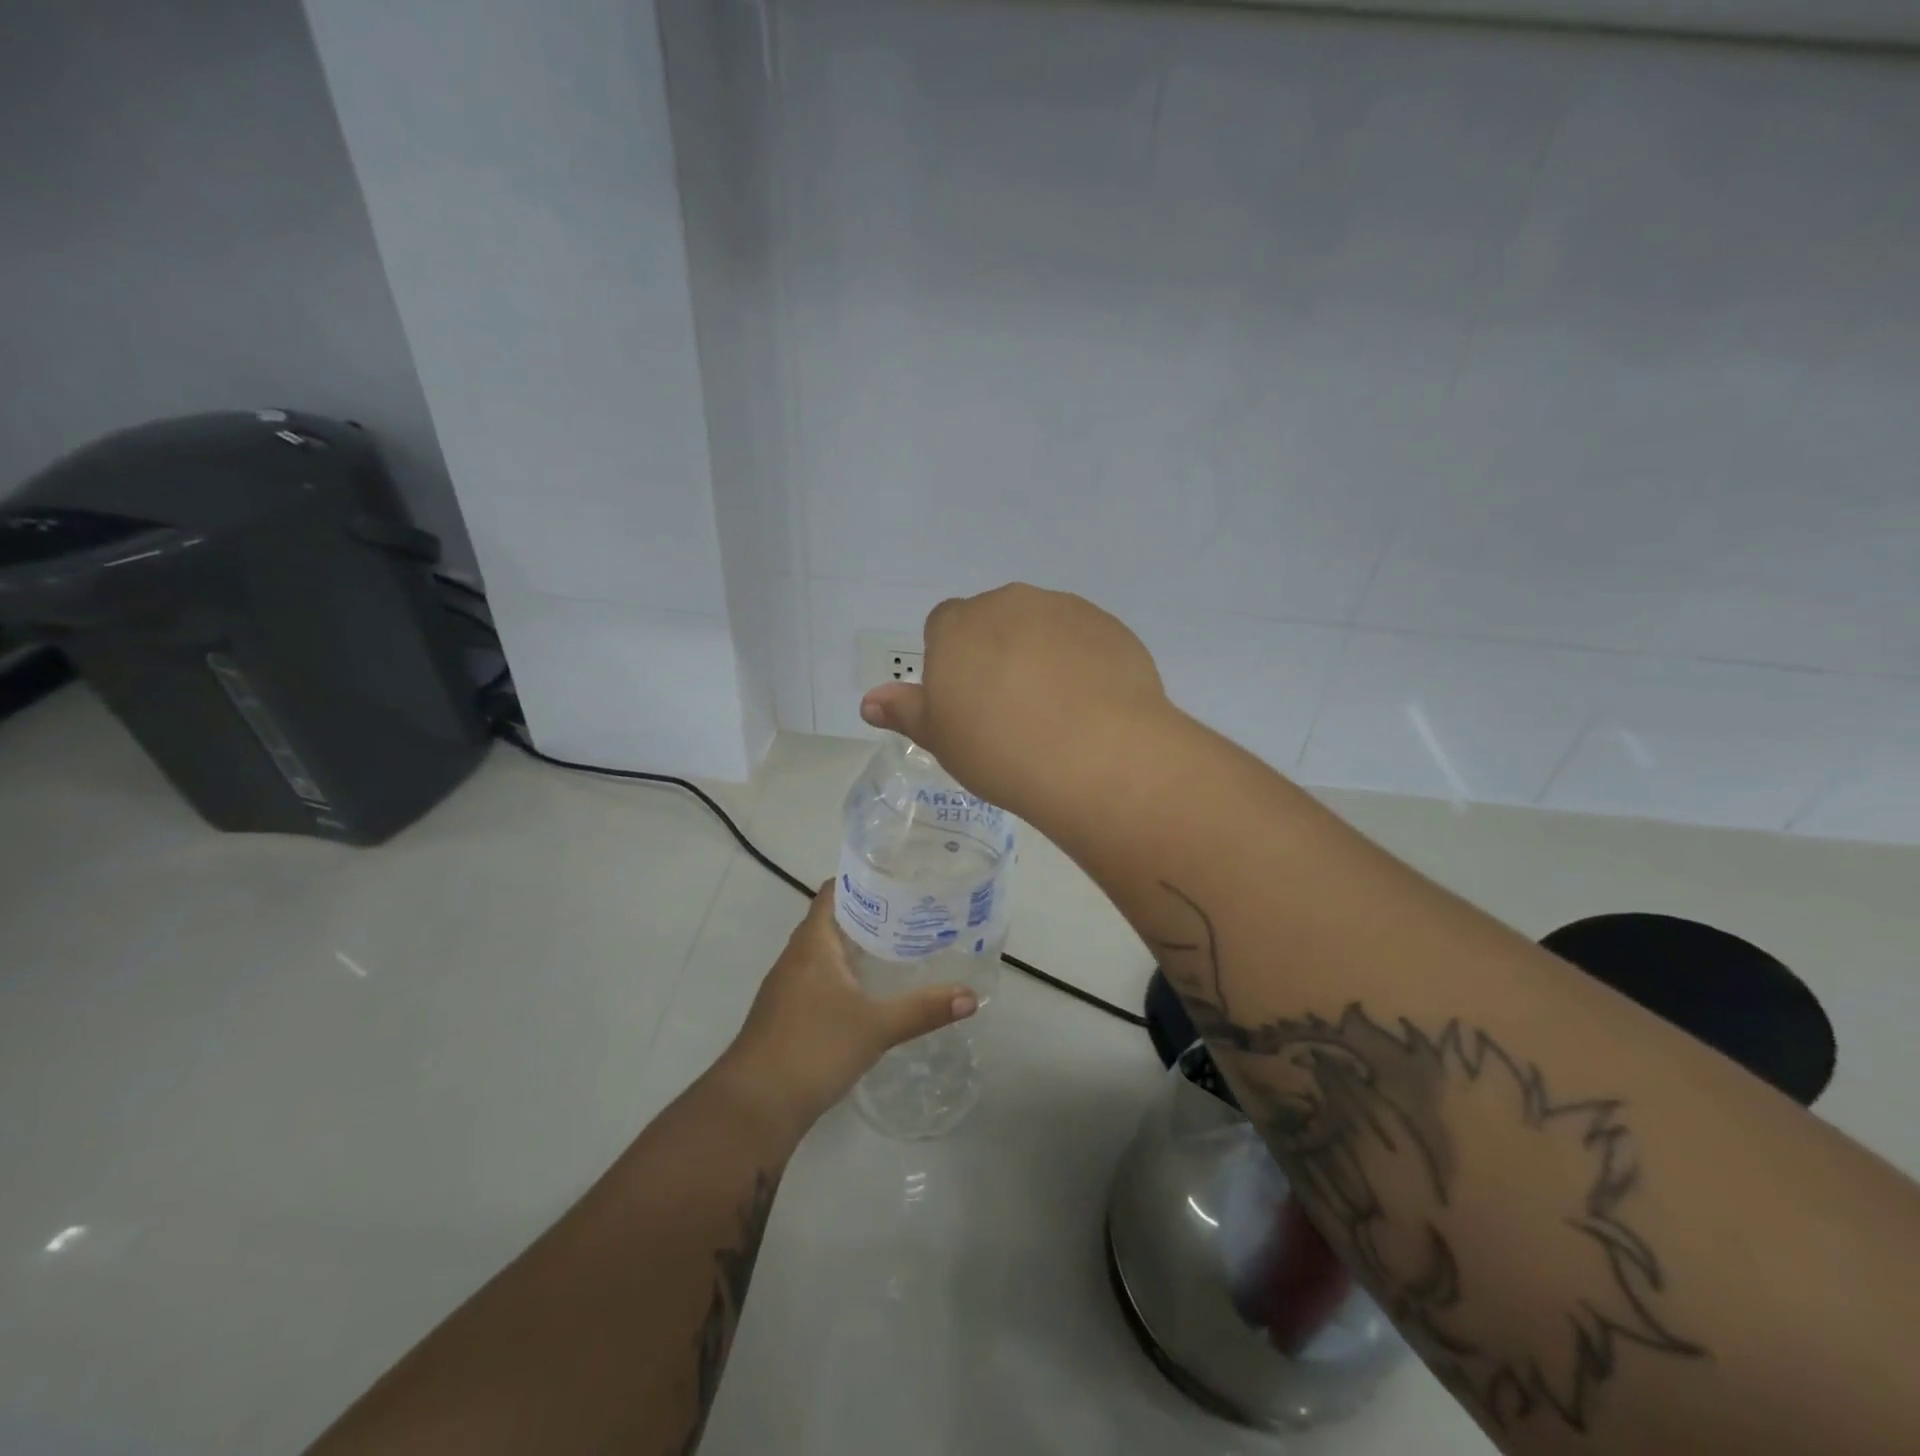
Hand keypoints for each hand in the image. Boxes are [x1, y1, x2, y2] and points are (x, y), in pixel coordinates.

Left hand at [719, 885, 977, 1133]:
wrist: (753, 1108)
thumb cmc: (813, 1048)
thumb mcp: (876, 1026)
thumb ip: (923, 1009)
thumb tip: (971, 996)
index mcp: (813, 943)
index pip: (835, 891)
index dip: (864, 879)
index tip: (901, 878)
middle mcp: (797, 957)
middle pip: (834, 920)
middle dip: (871, 914)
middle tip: (915, 912)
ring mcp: (788, 988)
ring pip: (827, 953)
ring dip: (858, 947)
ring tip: (902, 946)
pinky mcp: (788, 1016)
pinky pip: (821, 980)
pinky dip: (847, 976)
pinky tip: (873, 992)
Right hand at [859, 584, 1171, 814]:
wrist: (1095, 758)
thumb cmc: (999, 750)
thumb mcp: (941, 739)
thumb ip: (906, 712)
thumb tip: (870, 702)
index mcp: (959, 625)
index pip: (943, 626)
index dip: (952, 662)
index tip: (967, 702)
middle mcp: (1010, 603)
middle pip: (994, 621)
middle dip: (997, 652)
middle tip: (1009, 709)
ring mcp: (1065, 610)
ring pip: (1042, 626)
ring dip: (1041, 654)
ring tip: (1055, 711)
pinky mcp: (1110, 627)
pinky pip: (1085, 640)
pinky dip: (1082, 662)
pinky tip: (1090, 706)